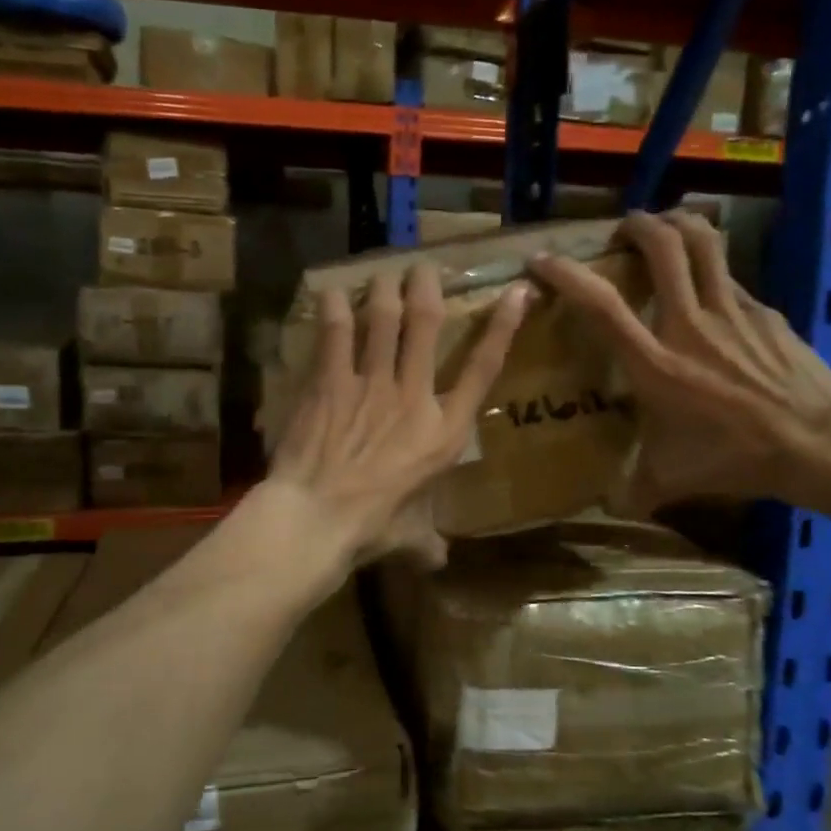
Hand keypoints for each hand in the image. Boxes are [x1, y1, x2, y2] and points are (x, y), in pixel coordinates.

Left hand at [268, 262, 528, 568]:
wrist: (316, 519)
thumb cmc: (369, 530)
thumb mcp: (408, 539)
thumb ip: (426, 543)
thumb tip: (438, 562)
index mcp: (443, 432)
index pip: (482, 369)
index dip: (502, 327)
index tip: (515, 292)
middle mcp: (413, 396)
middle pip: (428, 324)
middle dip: (427, 287)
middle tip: (422, 268)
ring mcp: (371, 383)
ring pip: (384, 317)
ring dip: (384, 289)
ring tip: (382, 273)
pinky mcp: (330, 381)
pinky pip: (337, 332)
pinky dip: (336, 308)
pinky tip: (333, 292)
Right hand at [531, 210, 830, 509]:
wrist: (817, 441)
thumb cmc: (734, 458)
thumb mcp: (671, 479)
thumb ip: (634, 490)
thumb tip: (608, 508)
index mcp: (655, 363)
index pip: (602, 306)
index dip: (568, 275)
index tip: (543, 261)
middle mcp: (689, 324)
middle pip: (664, 246)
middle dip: (638, 224)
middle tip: (624, 229)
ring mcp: (731, 310)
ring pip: (704, 242)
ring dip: (679, 224)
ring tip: (664, 228)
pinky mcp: (763, 311)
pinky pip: (730, 277)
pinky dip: (711, 271)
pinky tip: (708, 293)